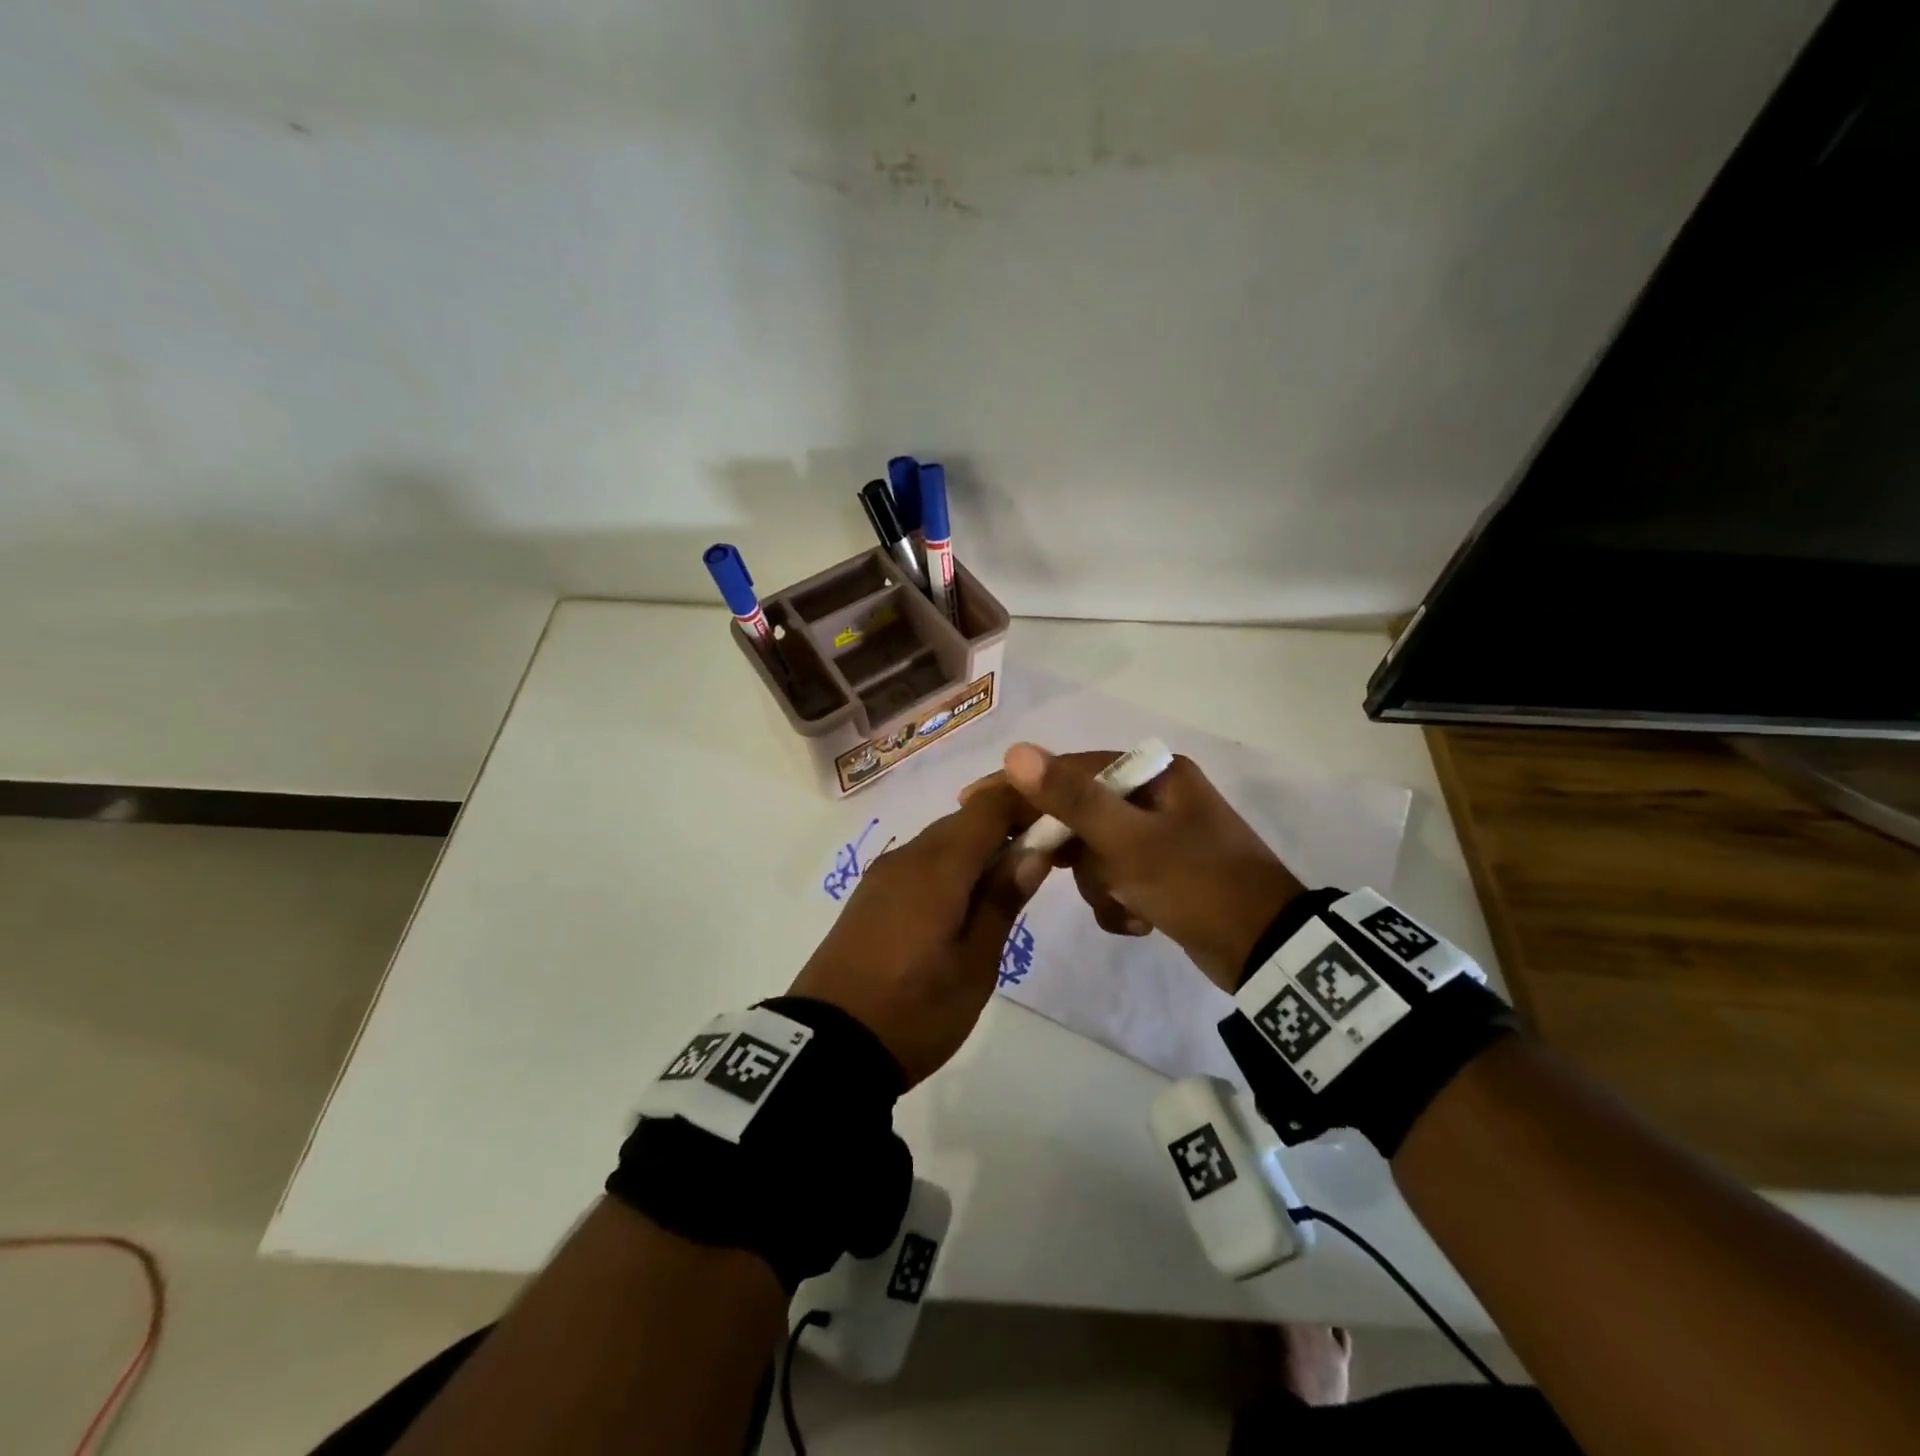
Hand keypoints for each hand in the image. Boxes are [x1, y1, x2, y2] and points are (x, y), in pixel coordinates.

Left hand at [788, 783, 1041, 1085]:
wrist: (827, 1048)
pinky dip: (950, 867)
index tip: (1058, 823)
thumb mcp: (974, 965)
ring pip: (941, 840)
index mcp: (937, 867)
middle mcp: (907, 856)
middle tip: (1041, 862)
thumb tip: (1034, 850)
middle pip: (964, 820)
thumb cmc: (915, 1010)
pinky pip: (920, 862)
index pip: (988, 806)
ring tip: (1007, 887)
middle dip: (1006, 828)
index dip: (1025, 803)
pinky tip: (965, 903)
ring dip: (978, 849)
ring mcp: (883, 874)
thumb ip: (1002, 900)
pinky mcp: (870, 895)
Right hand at [972, 745, 1306, 991]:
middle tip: (1040, 870)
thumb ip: (1071, 798)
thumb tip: (1016, 751)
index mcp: (1154, 775)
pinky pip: (1116, 879)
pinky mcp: (1162, 872)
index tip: (972, 802)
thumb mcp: (1128, 842)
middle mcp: (1155, 797)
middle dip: (1073, 852)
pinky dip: (1119, 902)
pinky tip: (1142, 920)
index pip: (1070, 769)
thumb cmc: (1196, 885)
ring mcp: (1160, 837)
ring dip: (1101, 885)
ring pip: (1095, 853)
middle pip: (1082, 814)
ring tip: (1129, 905)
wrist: (1265, 952)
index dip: (1022, 786)